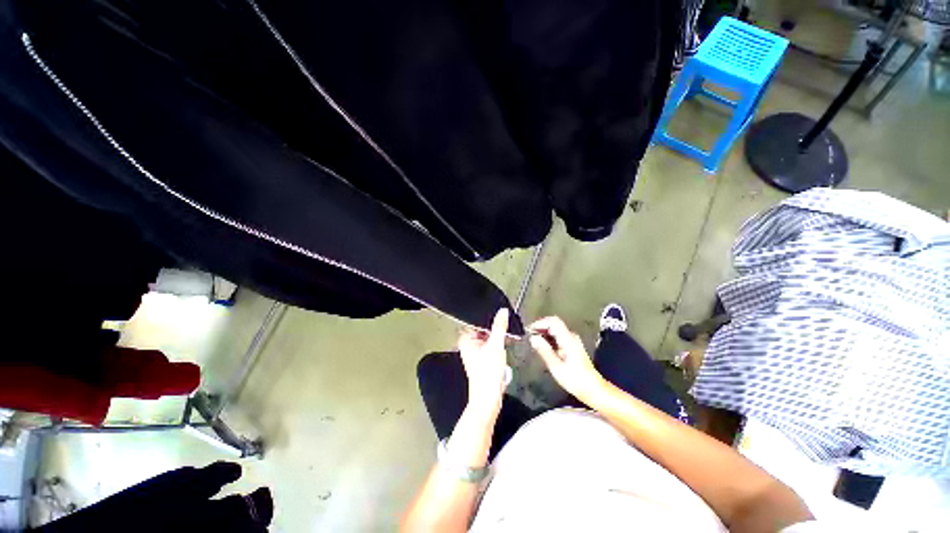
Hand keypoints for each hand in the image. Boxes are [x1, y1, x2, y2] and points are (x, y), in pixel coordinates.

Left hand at [458, 308, 510, 415]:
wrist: (488, 399)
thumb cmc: (488, 373)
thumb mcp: (496, 345)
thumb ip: (499, 327)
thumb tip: (503, 311)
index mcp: (465, 339)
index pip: (475, 320)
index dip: (487, 316)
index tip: (498, 311)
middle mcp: (467, 344)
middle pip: (481, 328)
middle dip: (493, 326)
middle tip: (504, 322)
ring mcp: (474, 352)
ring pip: (486, 337)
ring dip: (496, 335)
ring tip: (506, 333)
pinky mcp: (481, 359)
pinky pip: (489, 345)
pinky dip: (496, 343)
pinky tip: (505, 343)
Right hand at [529, 316, 604, 400]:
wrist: (593, 389)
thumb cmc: (575, 380)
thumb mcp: (556, 367)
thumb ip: (544, 350)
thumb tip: (533, 338)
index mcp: (568, 339)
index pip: (553, 321)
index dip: (539, 323)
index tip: (529, 331)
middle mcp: (571, 337)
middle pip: (554, 323)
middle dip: (540, 328)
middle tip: (530, 337)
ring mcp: (573, 340)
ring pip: (555, 330)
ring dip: (544, 334)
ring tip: (535, 344)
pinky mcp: (572, 345)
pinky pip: (558, 336)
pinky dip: (549, 339)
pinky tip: (544, 348)